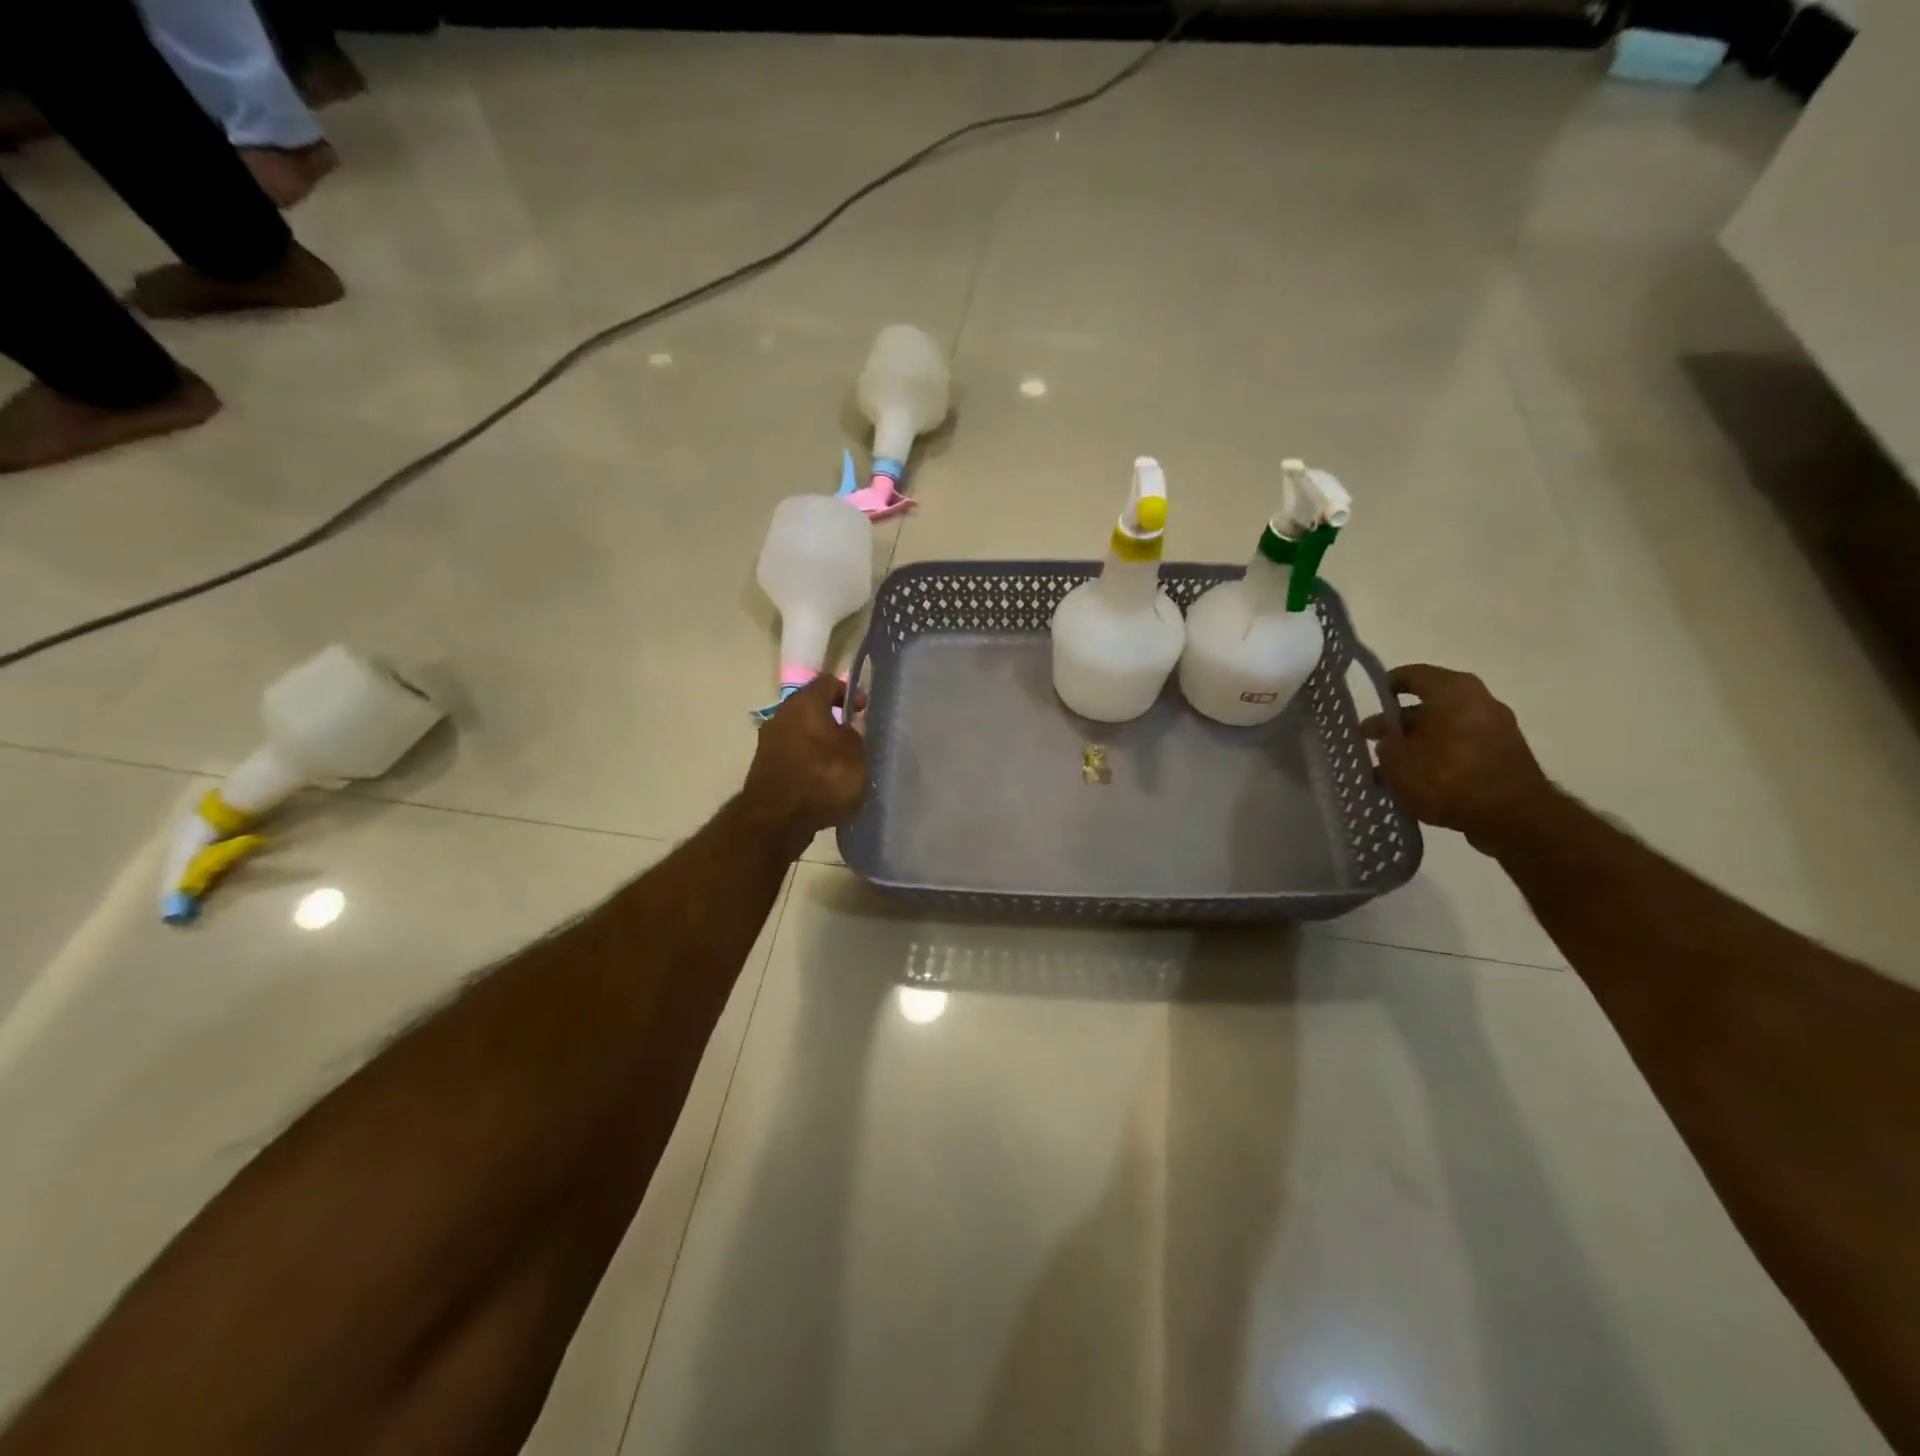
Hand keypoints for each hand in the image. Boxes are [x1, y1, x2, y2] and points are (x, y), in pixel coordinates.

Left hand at [742, 675, 868, 849]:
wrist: (776, 820)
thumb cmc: (822, 780)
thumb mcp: (856, 756)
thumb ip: (855, 736)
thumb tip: (846, 731)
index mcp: (805, 703)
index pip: (829, 682)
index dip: (850, 692)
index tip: (863, 710)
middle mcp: (782, 715)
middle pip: (811, 708)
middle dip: (833, 720)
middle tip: (854, 738)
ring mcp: (768, 742)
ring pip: (800, 732)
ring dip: (819, 743)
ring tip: (840, 764)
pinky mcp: (764, 767)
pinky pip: (792, 755)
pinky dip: (807, 762)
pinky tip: (822, 782)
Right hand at [1361, 664, 1554, 850]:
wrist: (1512, 817)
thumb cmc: (1447, 776)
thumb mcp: (1397, 761)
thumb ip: (1386, 746)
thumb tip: (1391, 744)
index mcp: (1452, 690)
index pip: (1410, 675)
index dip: (1385, 687)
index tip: (1369, 704)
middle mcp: (1478, 701)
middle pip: (1427, 707)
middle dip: (1398, 726)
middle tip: (1371, 742)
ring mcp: (1495, 730)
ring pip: (1442, 731)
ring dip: (1416, 747)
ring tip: (1389, 771)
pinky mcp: (1503, 758)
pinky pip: (1460, 751)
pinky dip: (1437, 761)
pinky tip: (1416, 783)